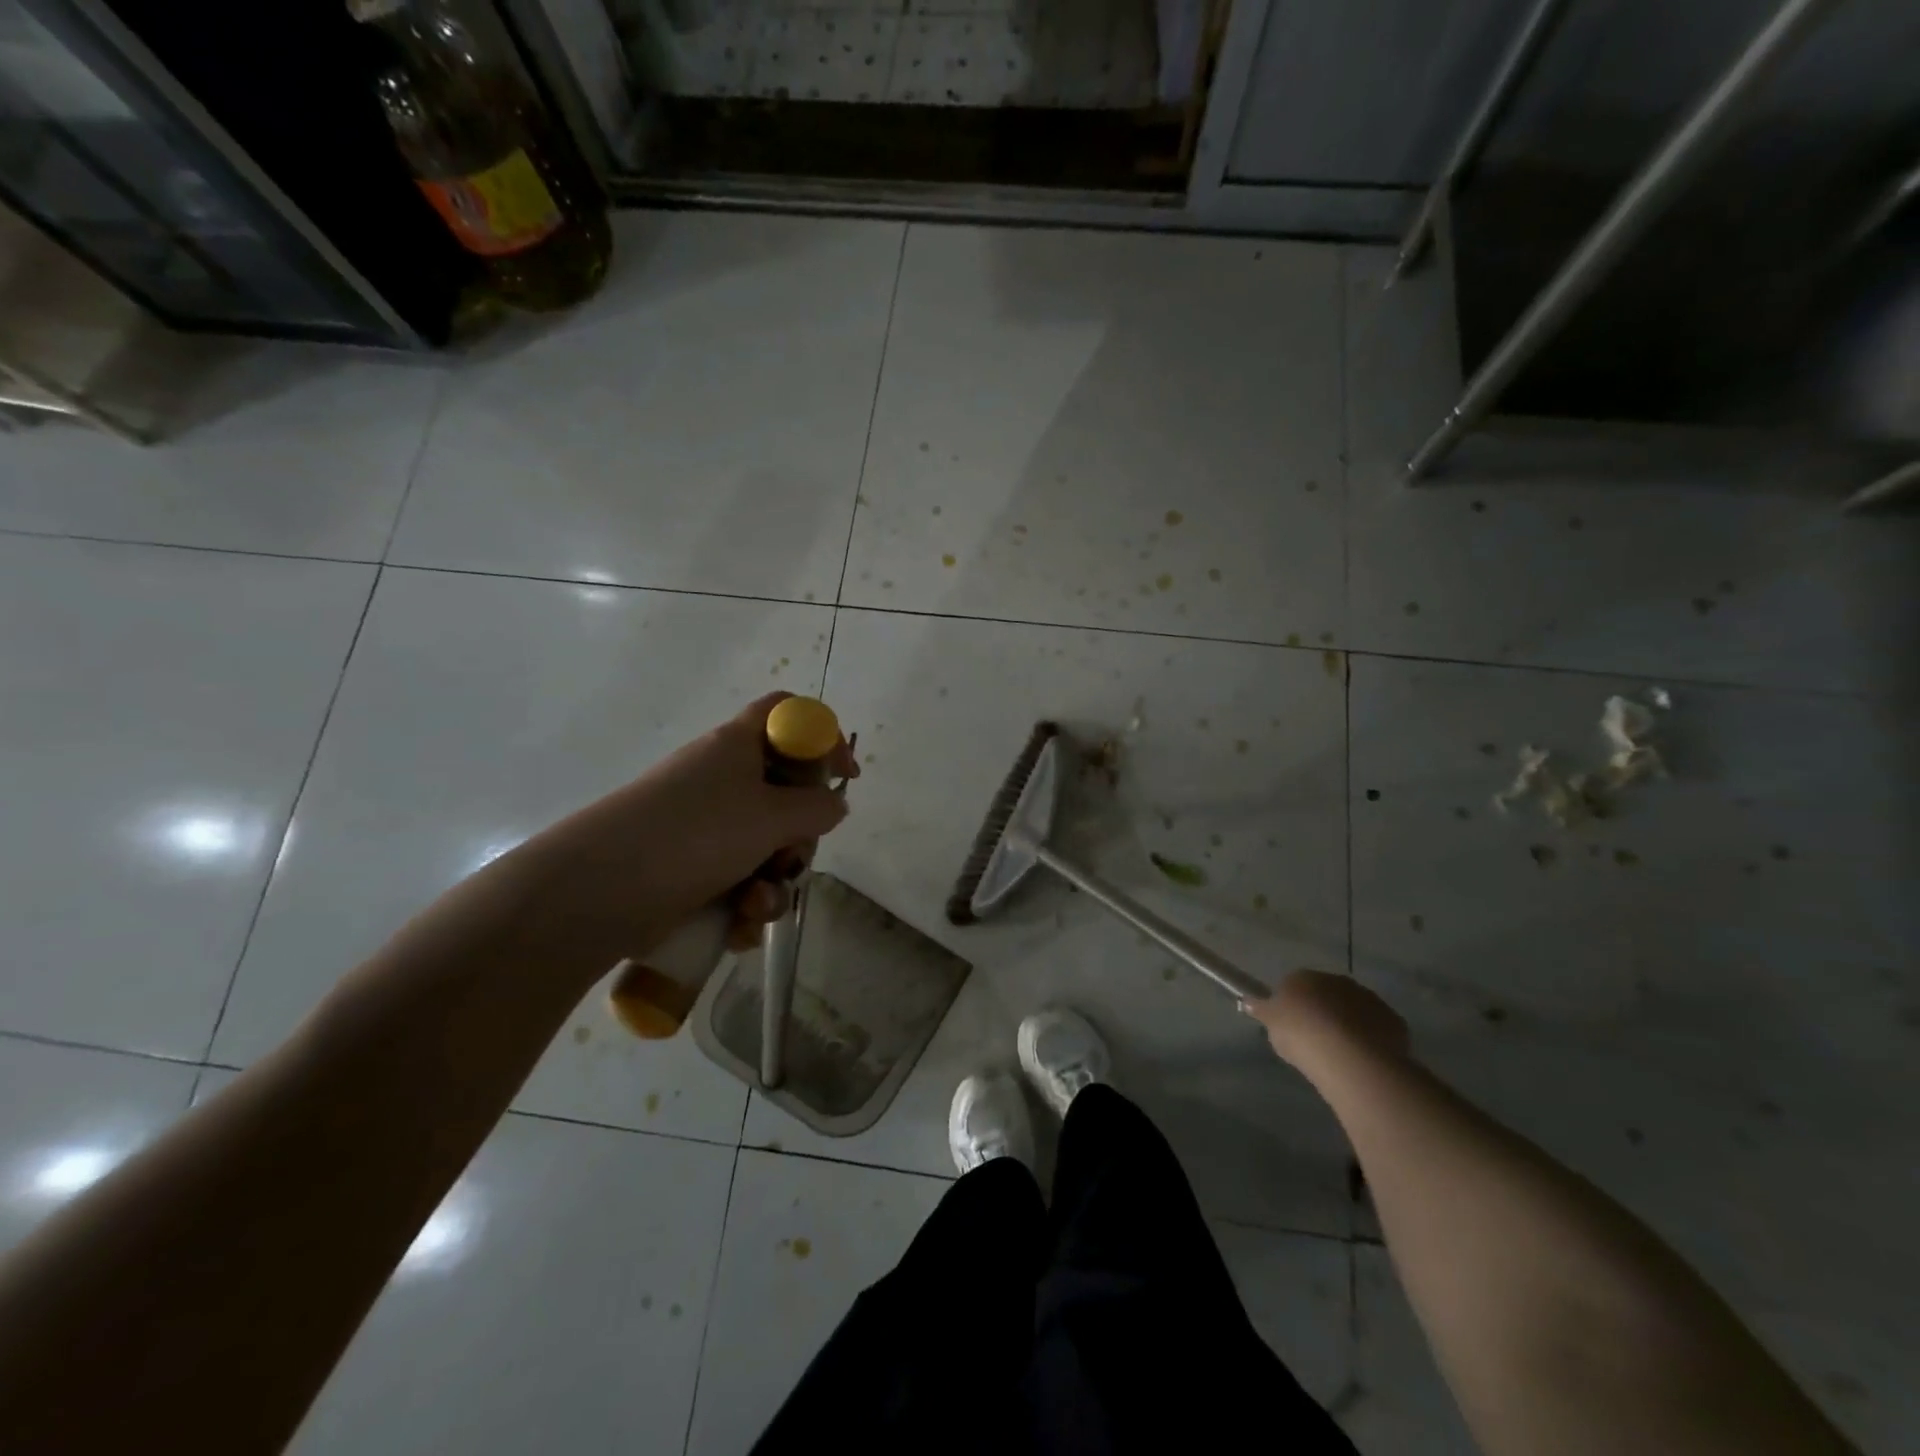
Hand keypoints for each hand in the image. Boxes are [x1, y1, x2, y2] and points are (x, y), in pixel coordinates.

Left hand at [506, 694, 858, 966]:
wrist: (599, 890)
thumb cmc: (696, 834)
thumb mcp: (772, 815)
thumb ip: (817, 808)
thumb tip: (834, 804)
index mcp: (738, 746)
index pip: (788, 715)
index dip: (822, 737)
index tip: (845, 777)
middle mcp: (721, 779)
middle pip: (784, 792)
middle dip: (799, 836)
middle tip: (791, 856)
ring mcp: (703, 826)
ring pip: (763, 847)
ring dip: (773, 882)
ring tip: (754, 906)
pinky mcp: (688, 868)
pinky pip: (736, 880)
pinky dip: (744, 906)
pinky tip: (736, 929)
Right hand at [1243, 970, 1409, 1076]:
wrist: (1349, 1056)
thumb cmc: (1301, 1034)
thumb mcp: (1271, 1024)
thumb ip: (1260, 1010)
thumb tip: (1247, 1001)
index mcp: (1304, 977)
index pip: (1295, 985)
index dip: (1293, 1006)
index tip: (1291, 1027)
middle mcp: (1337, 981)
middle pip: (1326, 995)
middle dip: (1323, 1012)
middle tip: (1316, 1040)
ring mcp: (1368, 999)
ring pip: (1354, 1010)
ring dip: (1348, 1024)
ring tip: (1341, 1054)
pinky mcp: (1392, 1020)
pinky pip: (1376, 1028)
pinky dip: (1370, 1039)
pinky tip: (1363, 1060)